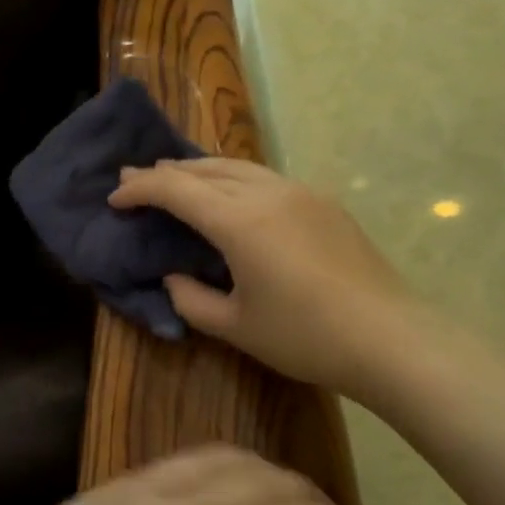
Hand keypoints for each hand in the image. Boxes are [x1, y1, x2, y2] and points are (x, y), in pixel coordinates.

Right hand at [109, 158, 411, 398]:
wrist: (390, 338)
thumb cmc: (305, 337)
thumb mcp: (235, 327)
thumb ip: (192, 299)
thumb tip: (173, 277)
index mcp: (240, 221)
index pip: (176, 189)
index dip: (140, 189)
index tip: (115, 197)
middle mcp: (267, 193)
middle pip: (205, 169)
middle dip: (165, 172)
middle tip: (134, 177)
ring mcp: (300, 192)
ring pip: (238, 166)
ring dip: (200, 169)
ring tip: (177, 176)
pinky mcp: (323, 202)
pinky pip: (265, 177)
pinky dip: (233, 178)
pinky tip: (231, 195)